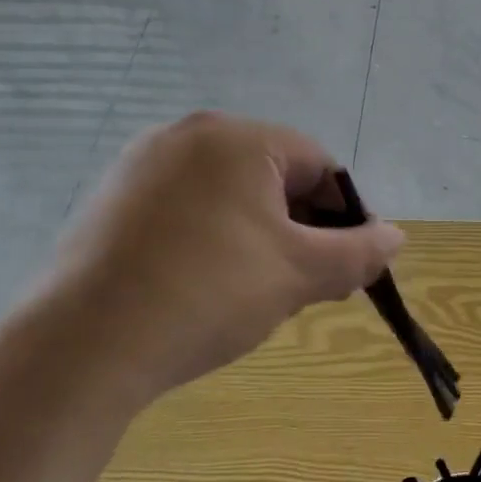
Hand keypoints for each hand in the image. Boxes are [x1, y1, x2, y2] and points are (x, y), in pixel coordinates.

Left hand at [50, 112, 403, 402]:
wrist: (84, 346)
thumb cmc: (211, 292)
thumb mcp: (301, 273)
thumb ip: (360, 251)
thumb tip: (396, 238)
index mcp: (236, 137)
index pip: (319, 165)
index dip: (348, 214)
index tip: (355, 263)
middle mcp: (185, 135)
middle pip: (274, 176)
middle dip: (304, 227)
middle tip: (313, 281)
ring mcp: (139, 167)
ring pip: (230, 195)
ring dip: (263, 235)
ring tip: (264, 289)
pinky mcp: (109, 202)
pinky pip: (186, 210)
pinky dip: (215, 239)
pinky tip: (210, 287)